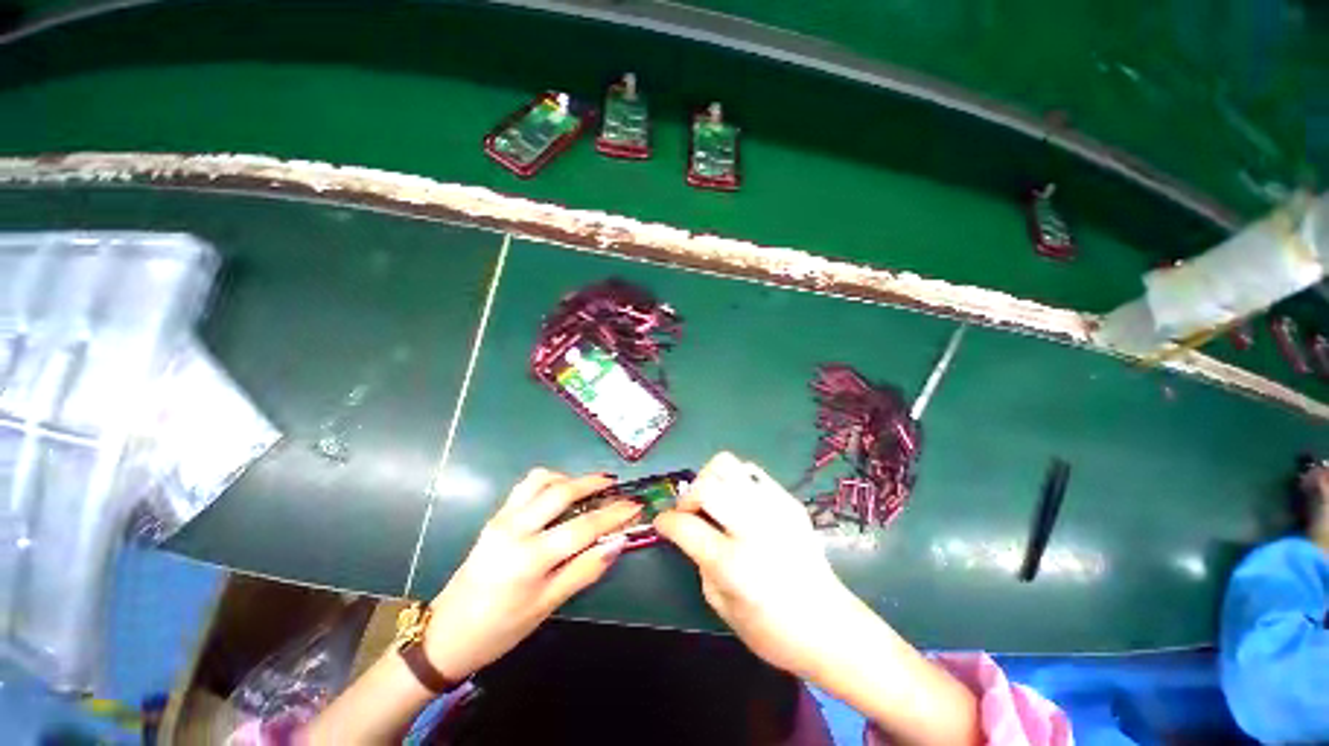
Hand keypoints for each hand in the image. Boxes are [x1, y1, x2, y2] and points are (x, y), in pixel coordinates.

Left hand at [423, 469, 640, 679]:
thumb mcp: (547, 606)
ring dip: (570, 478)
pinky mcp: (495, 517)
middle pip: (562, 492)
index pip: (583, 527)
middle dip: (594, 483)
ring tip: (589, 487)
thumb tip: (617, 544)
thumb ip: (584, 570)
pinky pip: (526, 486)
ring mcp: (502, 518)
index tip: (635, 505)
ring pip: (542, 480)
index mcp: (530, 558)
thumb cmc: (500, 629)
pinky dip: (549, 481)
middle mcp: (516, 529)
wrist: (446, 634)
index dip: (614, 514)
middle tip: (615, 485)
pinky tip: (560, 493)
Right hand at [654, 452, 858, 677]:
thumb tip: (689, 531)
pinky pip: (752, 472)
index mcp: (733, 564)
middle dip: (688, 497)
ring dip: (711, 480)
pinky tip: (739, 502)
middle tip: (691, 513)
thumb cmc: (772, 630)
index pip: (685, 525)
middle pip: (706, 485)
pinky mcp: (789, 501)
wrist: (830, 626)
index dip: (666, 521)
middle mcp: (753, 529)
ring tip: (714, 501)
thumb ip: (700, 560)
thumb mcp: (721, 605)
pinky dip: (736, 481)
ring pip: (729, 465)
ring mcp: (775, 509)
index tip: (662, 522)